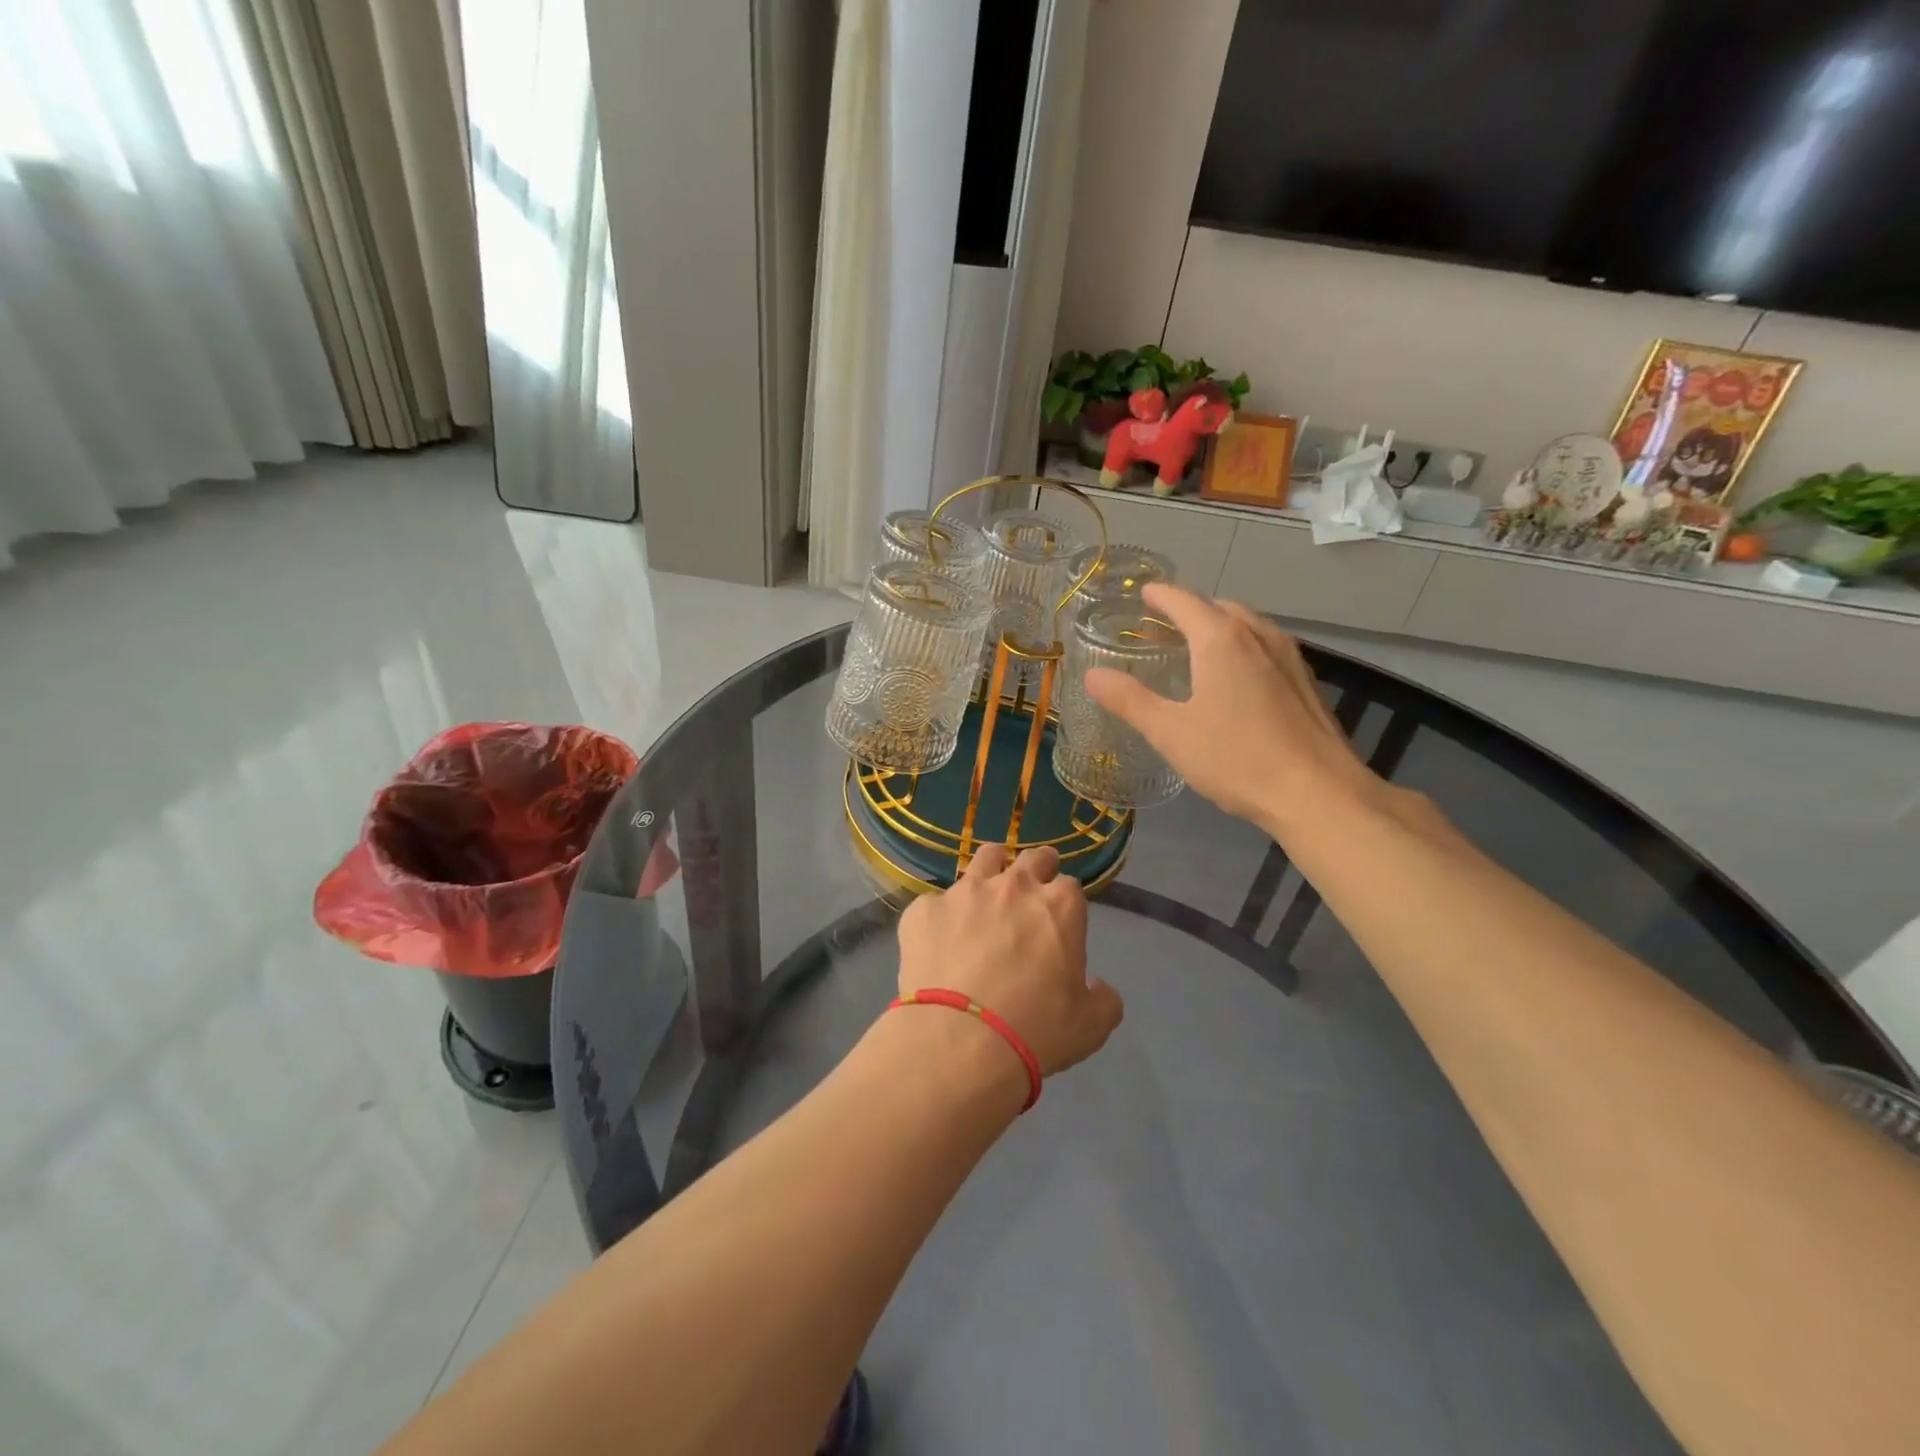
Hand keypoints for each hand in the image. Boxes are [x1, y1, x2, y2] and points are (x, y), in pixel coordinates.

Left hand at [897, 844, 1121, 1077]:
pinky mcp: (924, 909)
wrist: (958, 1042)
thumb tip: (1098, 986)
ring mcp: (964, 892)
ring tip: (987, 894)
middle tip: (1033, 888)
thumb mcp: (1091, 1025)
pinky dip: (942, 918)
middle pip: (1032, 858)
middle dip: (1037, 867)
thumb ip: (1103, 998)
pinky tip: (939, 944)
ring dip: (992, 870)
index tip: (1059, 919)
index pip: (1070, 885)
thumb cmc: (1035, 1031)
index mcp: (1060, 905)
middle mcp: (1014, 885)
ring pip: (984, 859)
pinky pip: (936, 904)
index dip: (1065, 902)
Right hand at [1084, 583, 1378, 837]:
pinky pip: (1266, 646)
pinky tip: (1237, 678)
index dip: (1160, 596)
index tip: (1142, 594)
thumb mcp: (1170, 732)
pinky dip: (1243, 646)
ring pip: (1247, 625)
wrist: (1317, 793)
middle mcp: (1257, 635)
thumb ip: (1129, 700)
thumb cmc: (1236, 758)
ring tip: (1197, 648)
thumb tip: (1092, 675)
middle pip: (1218, 608)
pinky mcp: (1305, 681)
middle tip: (1161, 628)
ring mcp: (1287, 656)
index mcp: (1220, 640)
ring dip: (1219, 627)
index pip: (1184, 601)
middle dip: (1188, 611)